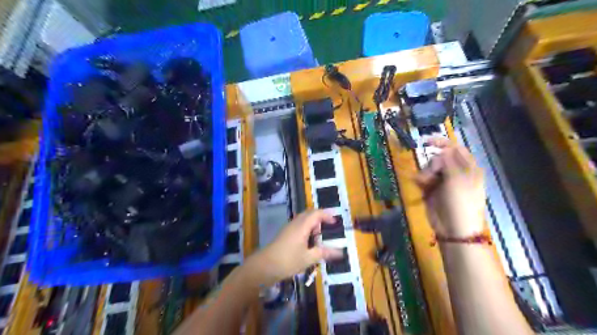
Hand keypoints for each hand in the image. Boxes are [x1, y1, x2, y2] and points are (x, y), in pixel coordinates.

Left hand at [249, 210, 343, 284]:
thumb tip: (340, 252)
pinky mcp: (285, 234)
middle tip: (329, 227)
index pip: (316, 213)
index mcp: (302, 226)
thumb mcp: (308, 258)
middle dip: (320, 217)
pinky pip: (299, 225)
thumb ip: (324, 253)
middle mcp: (295, 223)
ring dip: (313, 223)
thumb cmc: (288, 260)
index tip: (335, 222)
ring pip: (303, 219)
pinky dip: (307, 228)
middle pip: (309, 213)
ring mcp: (289, 228)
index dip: (327, 215)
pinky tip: (309, 241)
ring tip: (320, 235)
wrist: (264, 266)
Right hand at [417, 137, 484, 237]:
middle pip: (440, 157)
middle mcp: (456, 172)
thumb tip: (439, 151)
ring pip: (429, 167)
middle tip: (430, 174)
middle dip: (432, 163)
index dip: (442, 143)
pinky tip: (420, 184)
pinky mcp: (432, 189)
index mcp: (469, 168)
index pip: (456, 149)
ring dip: (425, 172)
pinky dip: (420, 179)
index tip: (426, 142)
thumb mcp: (457, 179)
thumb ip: (447, 161)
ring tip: (425, 183)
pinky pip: (423, 178)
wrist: (453, 228)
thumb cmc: (460, 203)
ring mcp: (443, 181)